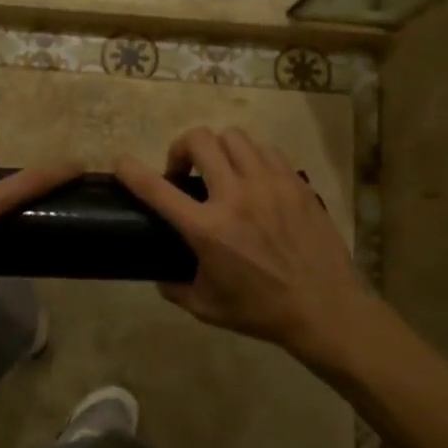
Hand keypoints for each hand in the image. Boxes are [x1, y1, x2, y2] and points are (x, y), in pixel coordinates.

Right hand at [116, 126, 371, 364]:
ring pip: (234, 136)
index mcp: (208, 229)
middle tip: (184, 172)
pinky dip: (251, 157)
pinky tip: (254, 178)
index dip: (132, 171)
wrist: (325, 309)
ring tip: (221, 170)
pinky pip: (266, 150)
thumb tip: (159, 274)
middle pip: (199, 140)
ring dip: (218, 149)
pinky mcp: (295, 182)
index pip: (157, 189)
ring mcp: (269, 184)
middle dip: (182, 149)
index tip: (122, 163)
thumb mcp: (207, 307)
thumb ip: (175, 287)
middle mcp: (235, 196)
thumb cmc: (261, 311)